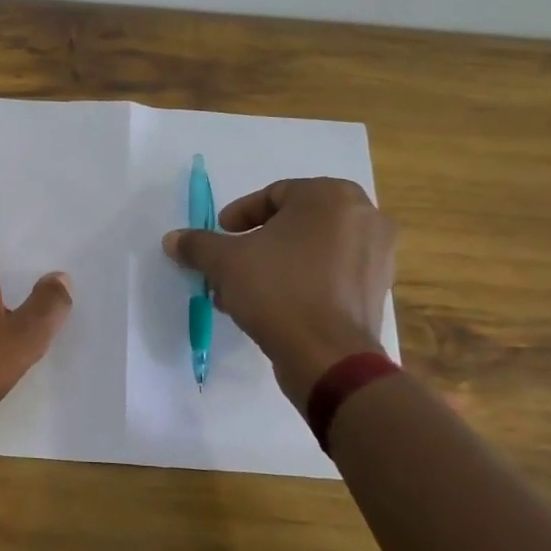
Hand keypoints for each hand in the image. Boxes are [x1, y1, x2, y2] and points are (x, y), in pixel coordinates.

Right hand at [163, 177, 394, 404]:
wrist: (327, 356)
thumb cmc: (277, 290)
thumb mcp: (224, 262)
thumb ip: (198, 244)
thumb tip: (173, 239)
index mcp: (330, 196)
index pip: (274, 194)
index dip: (240, 216)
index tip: (220, 236)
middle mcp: (363, 216)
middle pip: (294, 223)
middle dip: (257, 243)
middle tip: (230, 264)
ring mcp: (377, 254)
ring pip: (311, 250)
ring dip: (275, 265)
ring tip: (244, 291)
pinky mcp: (377, 289)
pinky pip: (330, 274)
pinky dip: (302, 282)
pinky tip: (273, 307)